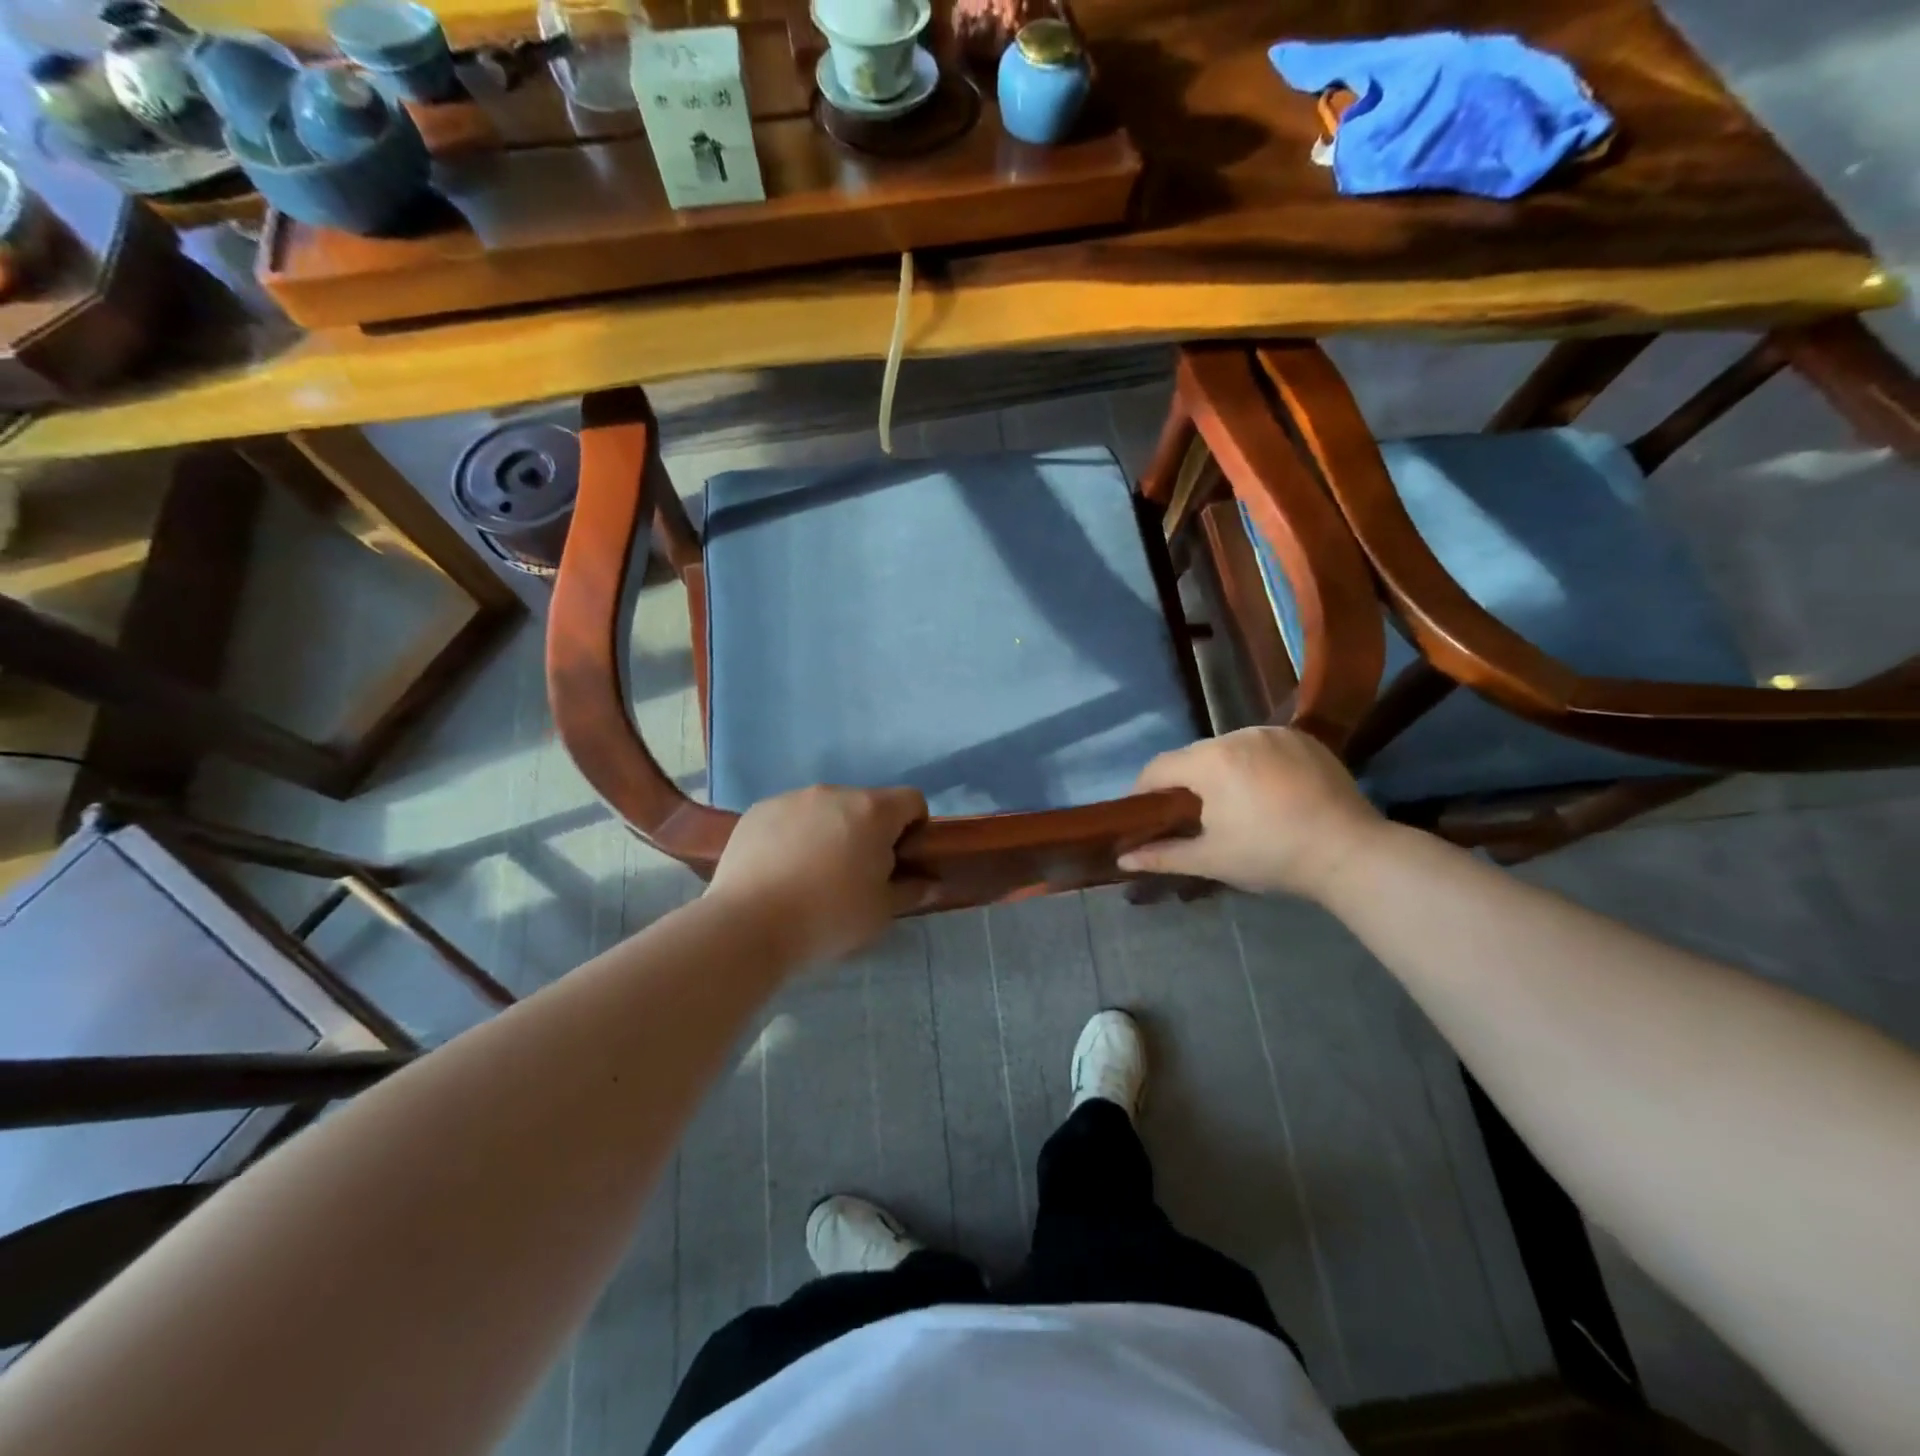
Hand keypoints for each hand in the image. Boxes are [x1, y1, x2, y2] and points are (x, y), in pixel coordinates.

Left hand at [706, 785, 929, 964]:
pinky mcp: (758, 811)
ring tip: (812, 874)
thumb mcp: (881, 912)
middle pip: (866, 804)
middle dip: (869, 831)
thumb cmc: (829, 917)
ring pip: (825, 809)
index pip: (912, 800)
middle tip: (856, 874)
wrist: (748, 926)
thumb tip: (932, 883)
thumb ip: (912, 891)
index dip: (914, 828)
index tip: (900, 860)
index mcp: (872, 811)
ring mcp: (792, 798)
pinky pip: (790, 816)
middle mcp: (834, 792)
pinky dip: (794, 835)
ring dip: (830, 831)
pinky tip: (780, 870)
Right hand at [1118, 727, 1385, 901]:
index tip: (1144, 814)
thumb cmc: (1271, 855)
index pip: (1159, 768)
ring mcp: (1274, 733)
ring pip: (1229, 749)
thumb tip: (1122, 859)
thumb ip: (1162, 855)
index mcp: (1210, 761)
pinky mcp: (1303, 738)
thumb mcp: (1211, 859)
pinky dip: (1255, 764)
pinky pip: (1263, 746)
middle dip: (1186, 783)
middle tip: (1191, 816)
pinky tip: (1267, 792)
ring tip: (1233, 804)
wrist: (1350, 852)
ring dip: (1221, 771)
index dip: (1144, 791)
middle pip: (1194, 756)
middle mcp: (1238, 735)